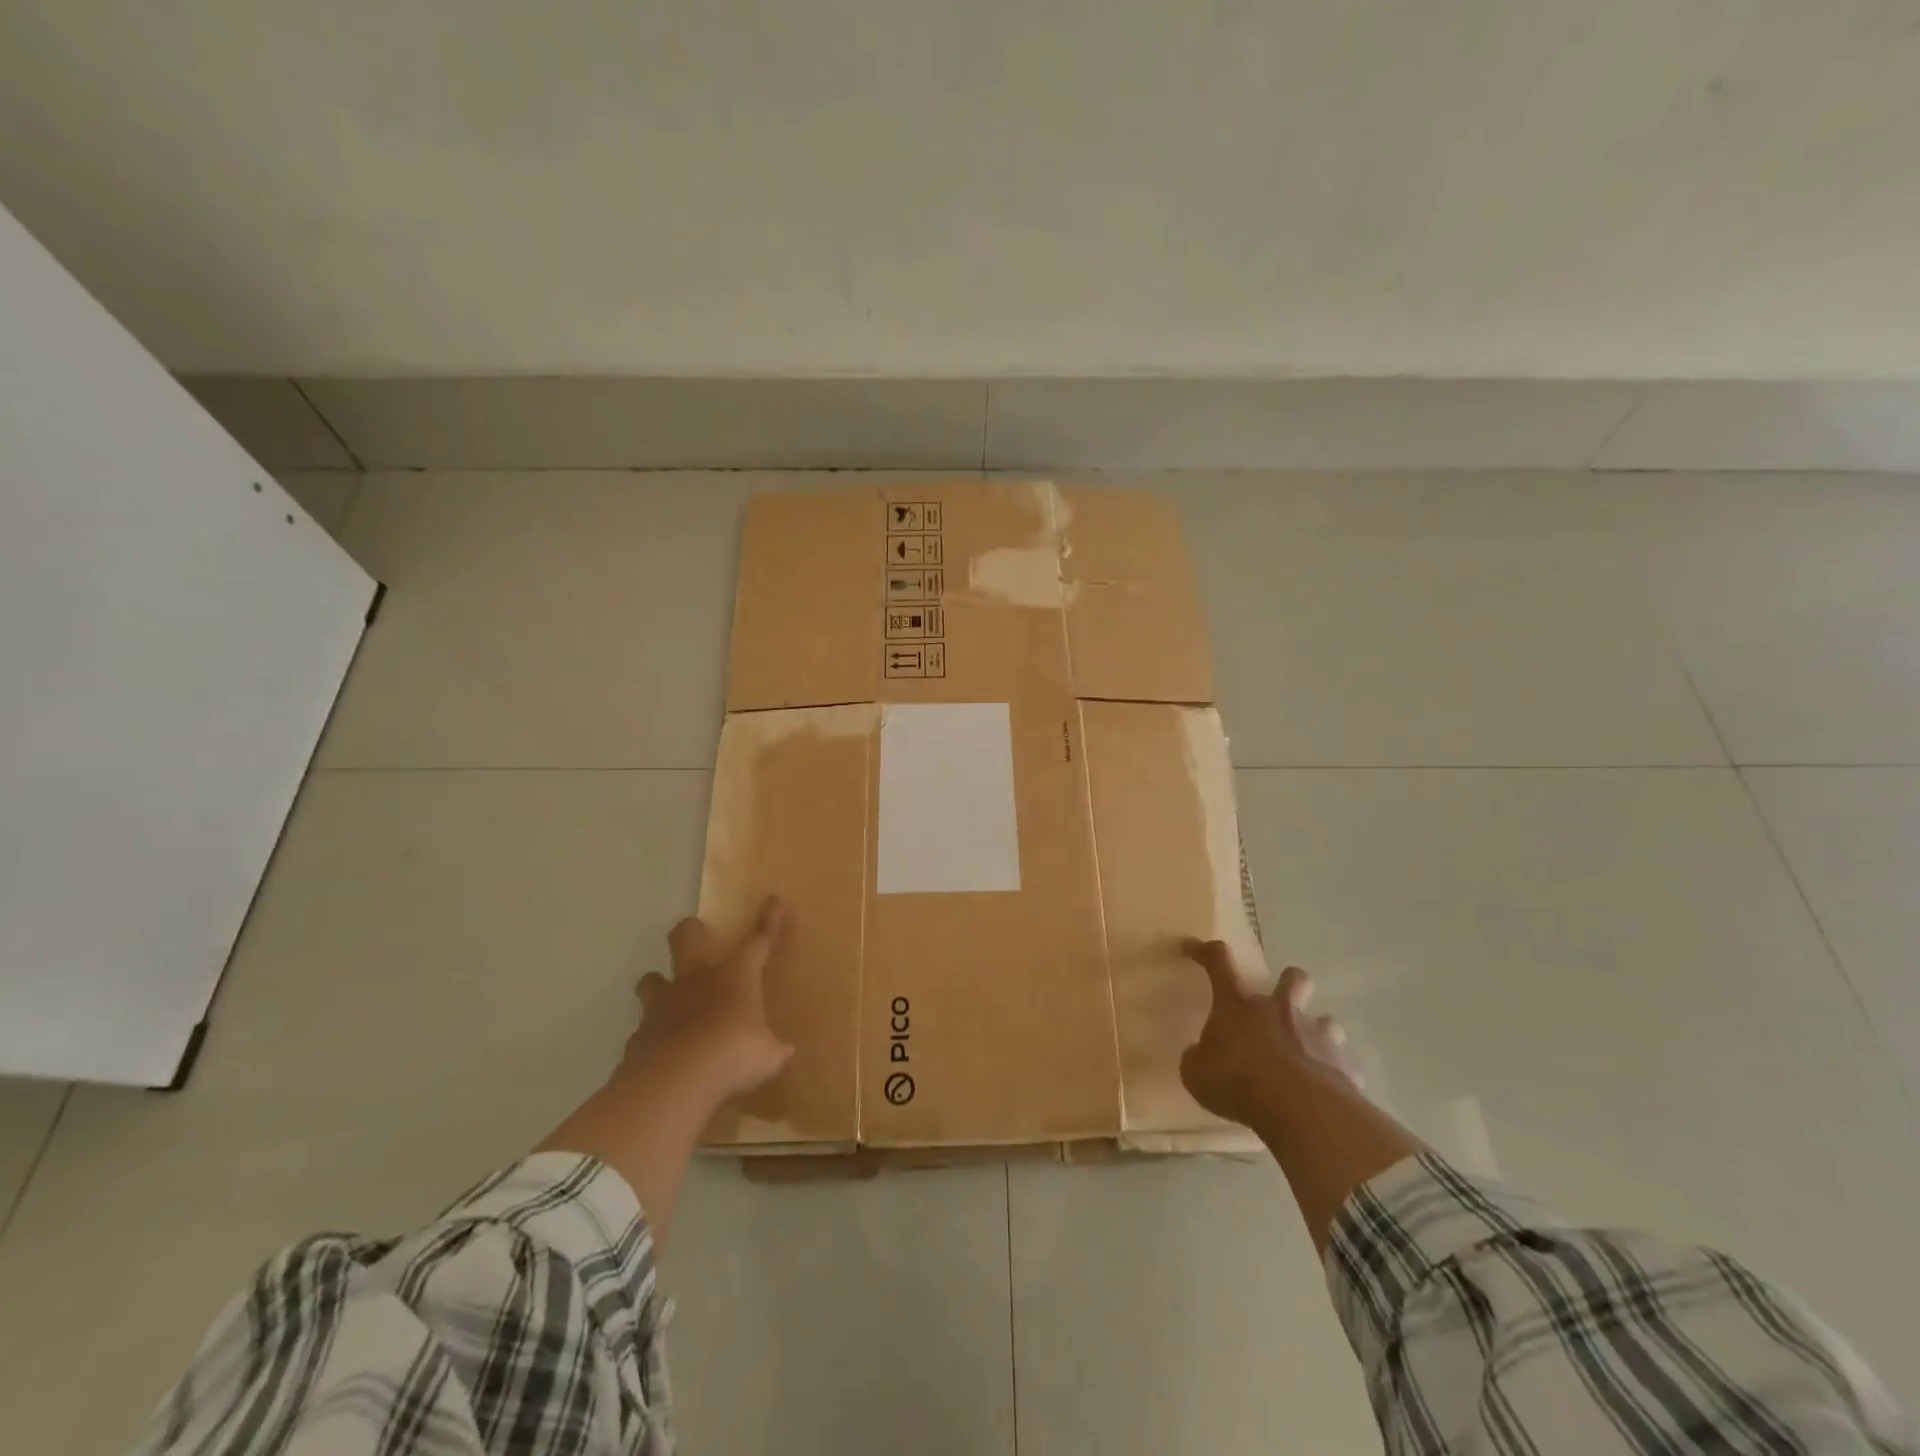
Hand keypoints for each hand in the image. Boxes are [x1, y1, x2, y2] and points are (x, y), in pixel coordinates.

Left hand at [624, 895, 794, 1102]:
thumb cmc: (733, 1055)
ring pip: (651, 979)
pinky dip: (652, 1035)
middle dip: (690, 930)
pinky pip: (644, 1028)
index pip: (757, 940)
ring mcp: (662, 1005)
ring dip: (659, 984)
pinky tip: (661, 1051)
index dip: (768, 920)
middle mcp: (696, 981)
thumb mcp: (767, 1056)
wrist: (675, 1081)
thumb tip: (785, 1052)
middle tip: (695, 931)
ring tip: (667, 995)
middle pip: (686, 938)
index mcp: (735, 977)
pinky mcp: (639, 1035)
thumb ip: (773, 1050)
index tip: (773, 899)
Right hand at [1179, 939, 1356, 1127]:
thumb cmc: (1238, 1081)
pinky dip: (1333, 1075)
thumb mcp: (1197, 1074)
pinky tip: (1325, 1093)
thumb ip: (1197, 1059)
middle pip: (1294, 978)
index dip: (1203, 951)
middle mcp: (1279, 1010)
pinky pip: (1342, 1067)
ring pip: (1326, 1021)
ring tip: (1306, 1054)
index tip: (1191, 947)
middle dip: (1290, 983)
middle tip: (1281, 1001)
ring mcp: (1316, 1035)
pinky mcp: (1343, 1066)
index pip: (1218, 962)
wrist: (1299, 1109)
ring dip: (1316, 1032)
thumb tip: (1199, 1054)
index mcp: (1238, 1005)